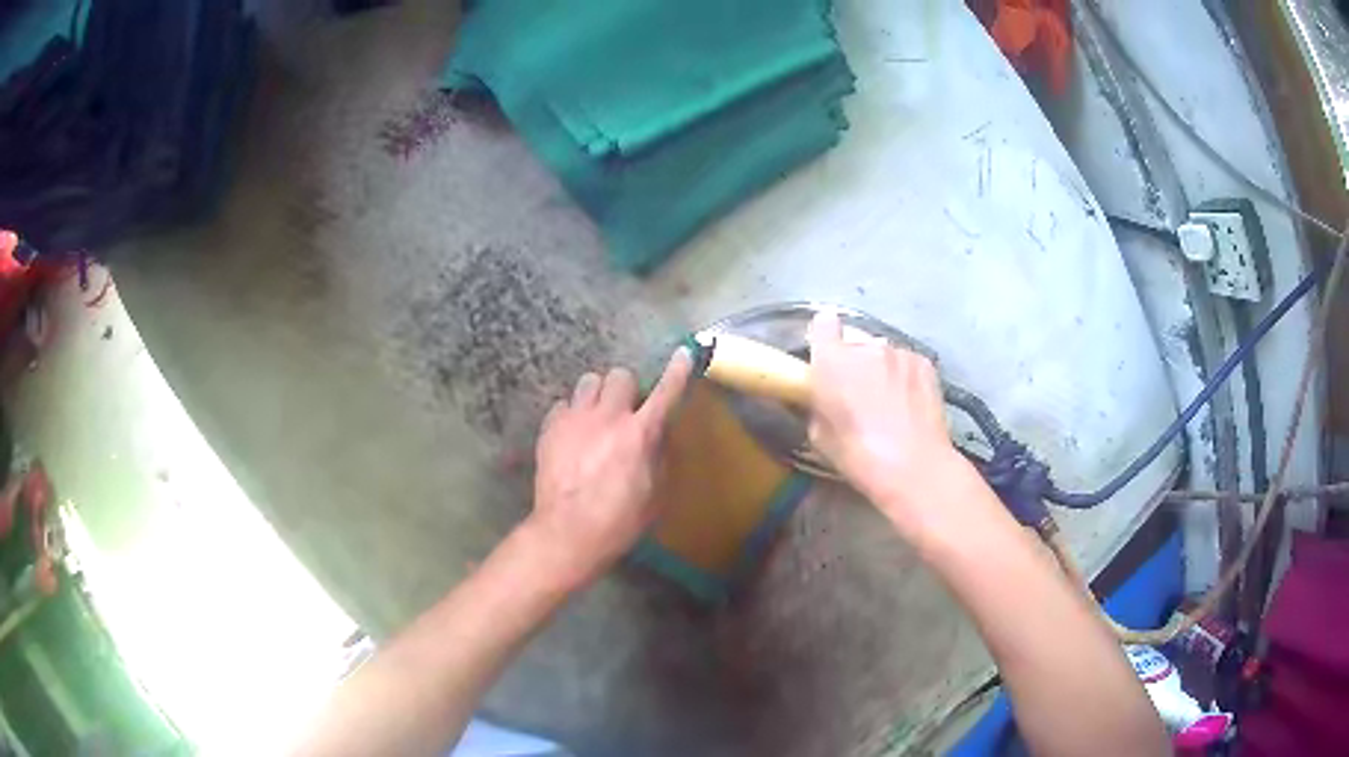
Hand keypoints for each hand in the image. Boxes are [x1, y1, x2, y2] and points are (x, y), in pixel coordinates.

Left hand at [527, 349, 693, 586]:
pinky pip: (563, 405)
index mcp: (640, 433)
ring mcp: (575, 419)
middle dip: (625, 389)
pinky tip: (572, 436)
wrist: (568, 532)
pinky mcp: (550, 428)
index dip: (677, 371)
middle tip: (624, 411)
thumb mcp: (655, 495)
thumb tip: (657, 436)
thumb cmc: (620, 521)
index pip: (665, 392)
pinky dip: (571, 415)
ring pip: (588, 382)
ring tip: (595, 417)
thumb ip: (658, 457)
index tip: (683, 353)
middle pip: (619, 376)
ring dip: (597, 396)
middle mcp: (608, 416)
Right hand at [806, 312, 983, 539]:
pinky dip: (904, 377)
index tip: (826, 355)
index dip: (824, 337)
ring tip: (889, 402)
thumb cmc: (859, 456)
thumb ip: (818, 406)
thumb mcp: (819, 437)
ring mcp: (899, 351)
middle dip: (854, 363)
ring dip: (881, 369)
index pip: (823, 324)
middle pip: (855, 343)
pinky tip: (909, 404)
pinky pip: (906, 363)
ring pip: (883, 354)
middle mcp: (866, 346)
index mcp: (832, 361)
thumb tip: (823, 400)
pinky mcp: (924, 362)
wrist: (914, 467)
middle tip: (858, 393)